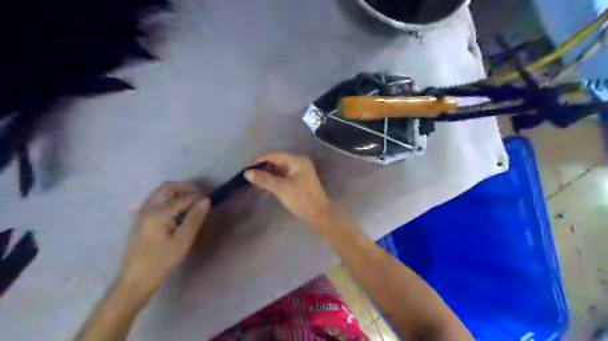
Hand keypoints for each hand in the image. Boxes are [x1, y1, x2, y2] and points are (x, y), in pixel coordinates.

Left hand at [119, 182, 211, 296]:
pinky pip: (156, 200)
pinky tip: (178, 210)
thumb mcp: (183, 240)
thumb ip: (195, 218)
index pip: (182, 198)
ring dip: (177, 192)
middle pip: (167, 188)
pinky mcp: (141, 220)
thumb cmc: (162, 260)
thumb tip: (206, 200)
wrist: (136, 279)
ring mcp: (142, 213)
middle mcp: (147, 208)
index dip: (198, 197)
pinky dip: (169, 198)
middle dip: (186, 188)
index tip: (210, 201)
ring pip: (161, 193)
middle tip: (201, 196)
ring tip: (192, 201)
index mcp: (158, 213)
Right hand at [244, 152, 333, 227]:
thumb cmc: (301, 199)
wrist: (319, 214)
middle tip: (251, 179)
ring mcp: (300, 172)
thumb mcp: (281, 188)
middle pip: (277, 162)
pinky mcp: (300, 181)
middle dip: (264, 170)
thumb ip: (264, 179)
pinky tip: (267, 192)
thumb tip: (246, 172)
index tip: (246, 166)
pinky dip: (275, 183)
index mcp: (297, 161)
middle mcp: (299, 163)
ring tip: (258, 188)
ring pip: (279, 171)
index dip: (260, 160)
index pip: (274, 155)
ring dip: (268, 178)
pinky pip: (284, 178)